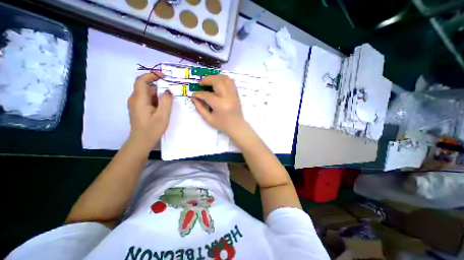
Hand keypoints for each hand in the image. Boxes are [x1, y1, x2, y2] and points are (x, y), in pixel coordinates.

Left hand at [126, 72, 171, 148]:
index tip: (164, 76)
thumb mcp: (163, 116)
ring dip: (158, 94)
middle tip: (172, 90)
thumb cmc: (152, 129)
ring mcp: (136, 104)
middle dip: (159, 86)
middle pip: (146, 87)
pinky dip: (156, 99)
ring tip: (170, 99)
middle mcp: (135, 99)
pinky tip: (164, 106)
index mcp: (139, 99)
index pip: (142, 81)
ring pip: (148, 93)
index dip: (152, 75)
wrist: (141, 141)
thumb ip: (166, 101)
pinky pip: (148, 99)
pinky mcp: (139, 108)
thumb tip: (168, 91)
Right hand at [191, 75, 245, 134]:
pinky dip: (223, 80)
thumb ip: (200, 108)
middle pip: (217, 82)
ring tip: (209, 81)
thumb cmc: (222, 124)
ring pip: (225, 79)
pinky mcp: (236, 94)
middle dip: (207, 80)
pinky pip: (231, 82)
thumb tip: (193, 98)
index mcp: (220, 105)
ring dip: (216, 78)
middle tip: (201, 83)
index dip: (199, 94)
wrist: (237, 126)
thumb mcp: (208, 119)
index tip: (194, 94)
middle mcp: (228, 97)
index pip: (207, 95)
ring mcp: (233, 94)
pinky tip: (218, 83)